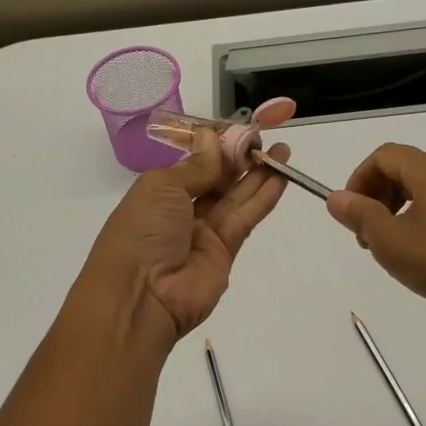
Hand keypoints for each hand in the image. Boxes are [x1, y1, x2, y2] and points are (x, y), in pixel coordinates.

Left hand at [82, 102, 295, 340]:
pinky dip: (263, 198)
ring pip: (236, 197)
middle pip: (217, 179)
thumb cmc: (141, 232)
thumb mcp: (162, 187)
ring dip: (259, 175)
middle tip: (269, 137)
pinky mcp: (224, 252)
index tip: (242, 129)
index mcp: (159, 191)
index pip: (194, 163)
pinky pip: (245, 218)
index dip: (218, 146)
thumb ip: (196, 165)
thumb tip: (212, 137)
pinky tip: (281, 178)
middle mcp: (181, 210)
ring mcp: (203, 232)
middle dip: (242, 158)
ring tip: (283, 152)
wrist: (141, 296)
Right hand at [326, 143, 425, 334]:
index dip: (359, 180)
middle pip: (406, 171)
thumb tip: (336, 198)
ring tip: (397, 252)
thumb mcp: (393, 243)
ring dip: (401, 213)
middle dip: (378, 199)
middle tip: (369, 238)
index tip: (352, 215)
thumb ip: (361, 216)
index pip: (385, 156)